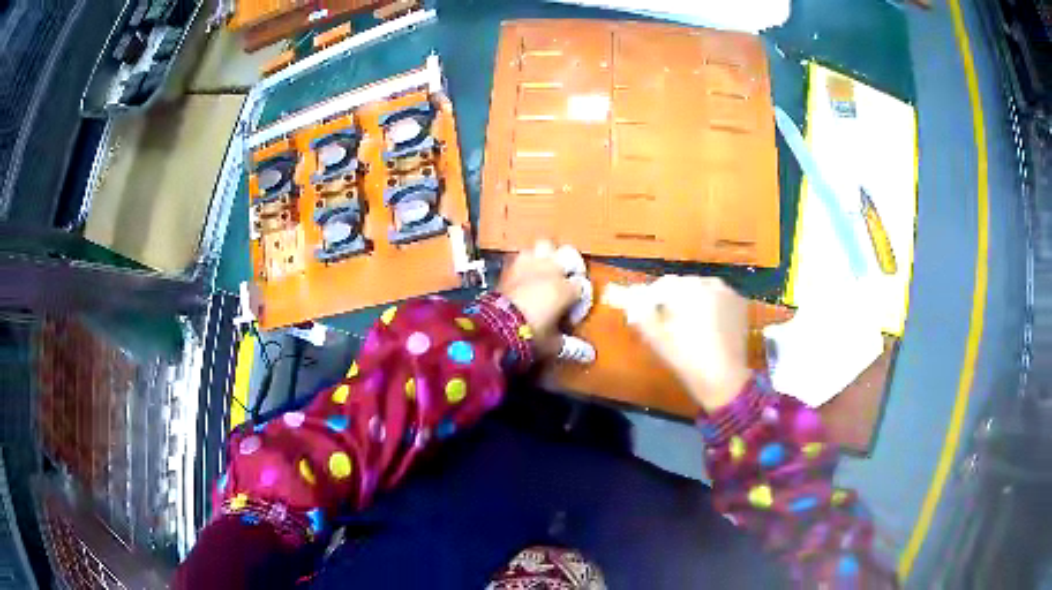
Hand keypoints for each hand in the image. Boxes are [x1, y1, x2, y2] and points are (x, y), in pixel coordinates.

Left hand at [498, 242, 578, 357]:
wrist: (494, 328)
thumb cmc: (530, 336)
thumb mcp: (553, 344)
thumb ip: (572, 346)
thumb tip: (589, 354)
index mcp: (566, 288)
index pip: (583, 286)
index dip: (580, 301)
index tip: (571, 318)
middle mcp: (551, 270)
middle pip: (569, 255)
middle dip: (571, 267)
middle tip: (567, 282)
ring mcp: (529, 263)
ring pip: (545, 245)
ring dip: (547, 256)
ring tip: (545, 272)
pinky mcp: (510, 265)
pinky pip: (522, 254)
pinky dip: (527, 261)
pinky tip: (526, 275)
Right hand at [609, 276, 750, 411]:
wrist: (725, 379)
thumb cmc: (688, 359)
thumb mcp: (658, 338)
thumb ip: (641, 313)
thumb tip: (630, 298)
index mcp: (690, 289)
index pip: (663, 284)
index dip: (650, 297)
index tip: (643, 311)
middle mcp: (711, 284)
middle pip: (684, 285)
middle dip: (673, 298)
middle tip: (666, 320)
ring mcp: (729, 292)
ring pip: (702, 290)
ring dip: (692, 301)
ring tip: (686, 323)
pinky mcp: (740, 304)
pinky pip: (719, 298)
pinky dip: (710, 305)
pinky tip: (706, 325)